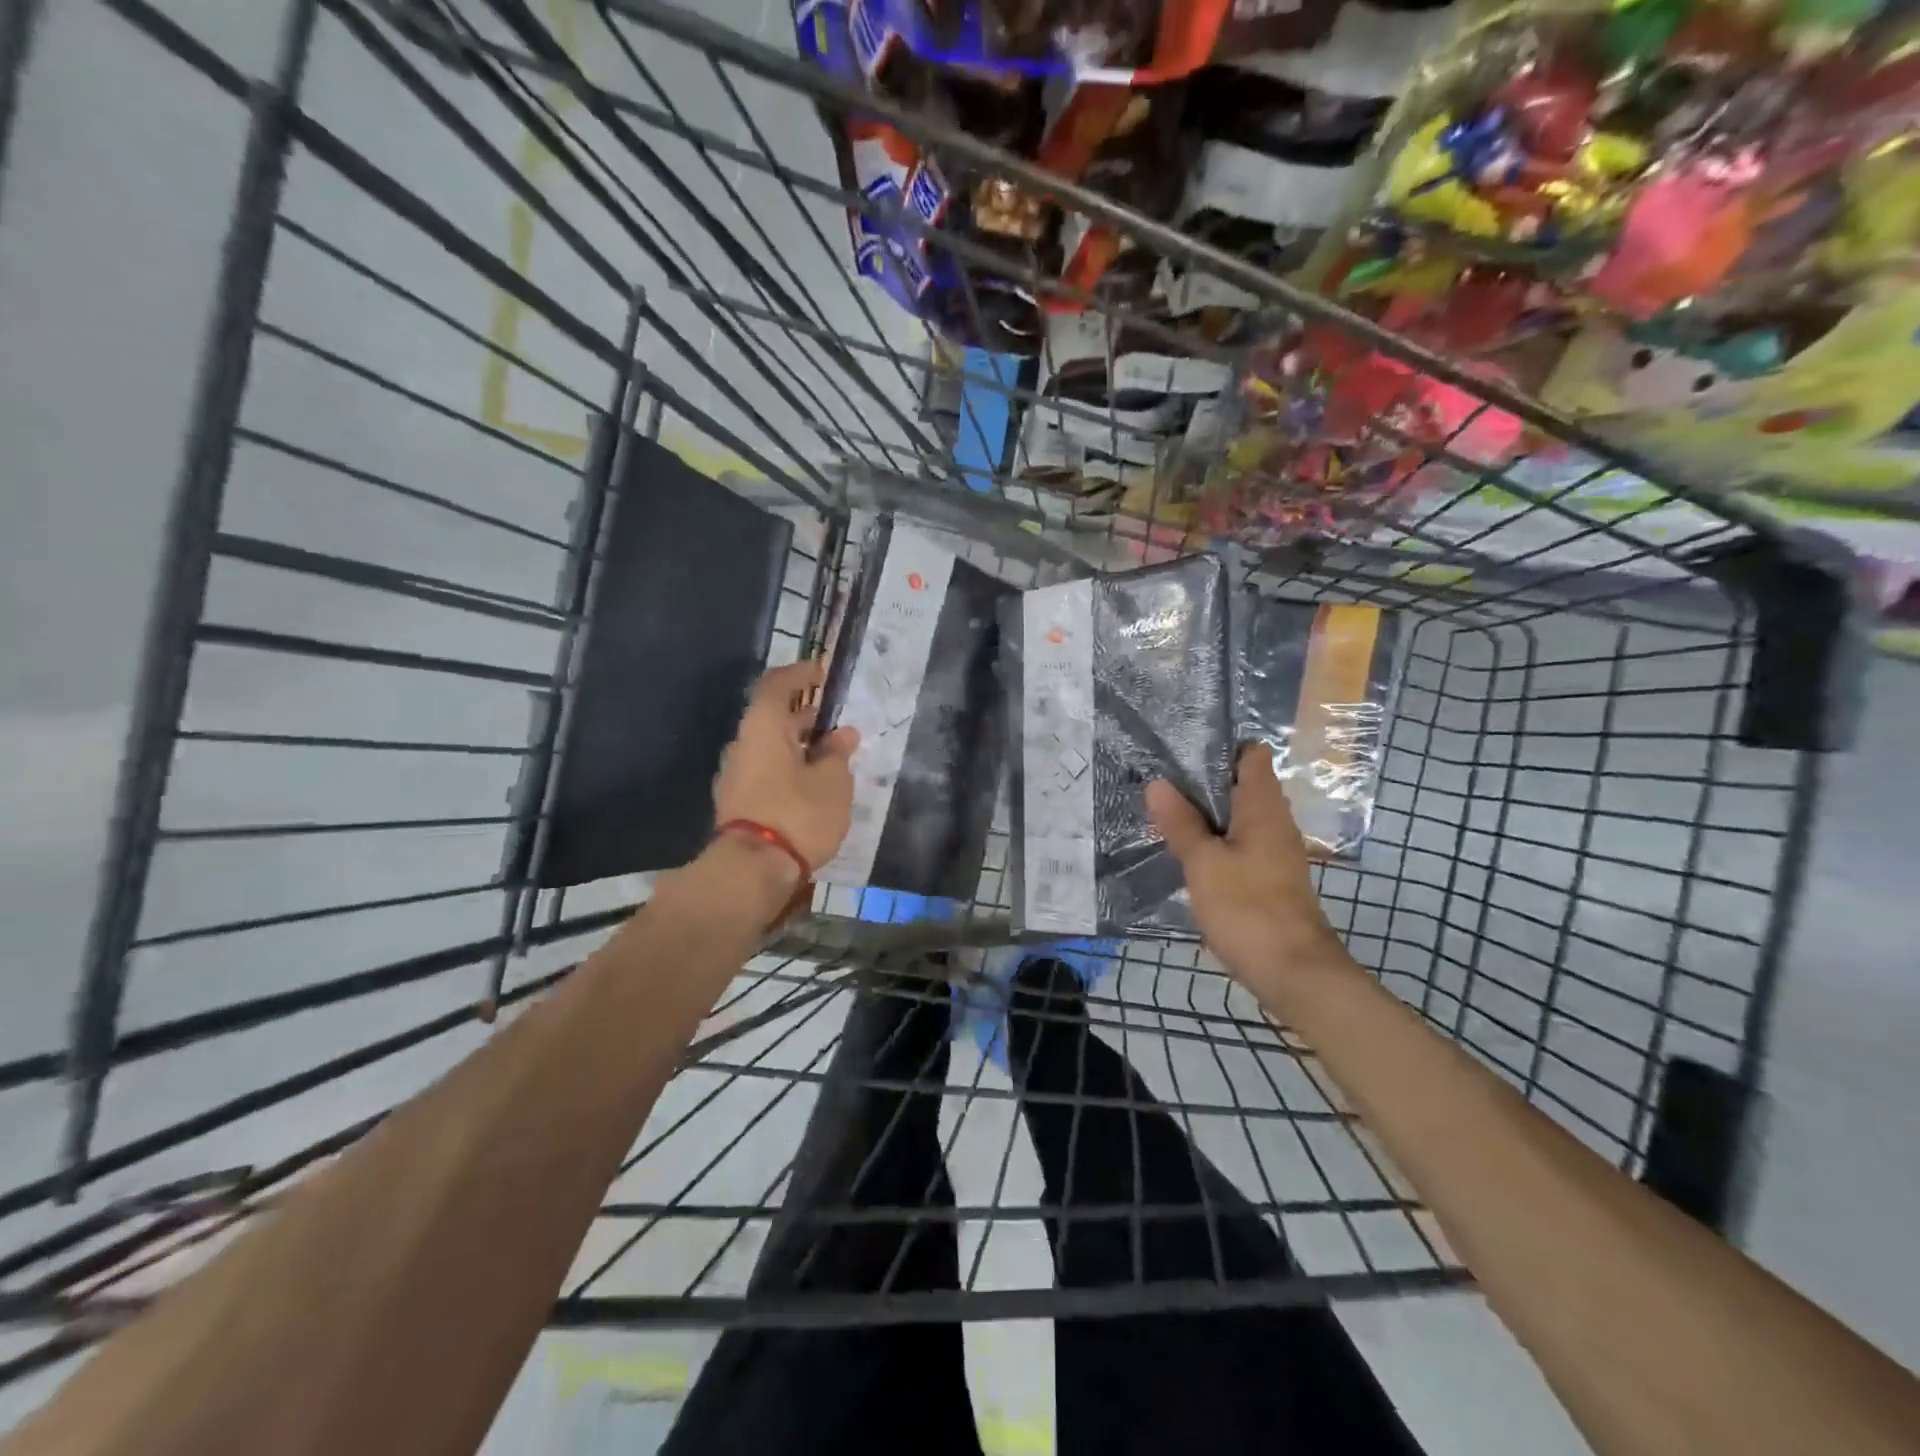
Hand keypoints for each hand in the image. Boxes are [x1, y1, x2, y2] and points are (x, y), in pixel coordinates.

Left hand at [712, 658, 859, 873]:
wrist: (752, 870)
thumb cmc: (798, 813)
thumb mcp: (833, 781)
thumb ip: (838, 753)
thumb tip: (842, 735)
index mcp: (763, 727)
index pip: (777, 684)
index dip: (800, 674)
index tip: (823, 674)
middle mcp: (743, 744)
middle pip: (772, 717)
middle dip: (805, 716)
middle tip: (836, 722)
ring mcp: (735, 775)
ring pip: (769, 747)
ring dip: (798, 746)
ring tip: (831, 758)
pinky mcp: (737, 802)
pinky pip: (765, 771)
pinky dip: (788, 768)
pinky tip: (812, 785)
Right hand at [1146, 743, 1347, 989]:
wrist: (1294, 972)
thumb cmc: (1248, 908)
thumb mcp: (1203, 863)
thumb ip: (1181, 823)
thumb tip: (1158, 784)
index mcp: (1263, 807)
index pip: (1251, 755)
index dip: (1220, 747)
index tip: (1181, 750)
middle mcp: (1275, 822)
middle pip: (1241, 785)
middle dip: (1203, 782)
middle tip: (1159, 780)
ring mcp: (1275, 852)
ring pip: (1238, 818)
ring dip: (1206, 815)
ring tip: (1164, 812)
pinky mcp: (1269, 878)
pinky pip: (1239, 845)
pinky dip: (1215, 842)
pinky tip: (1187, 853)